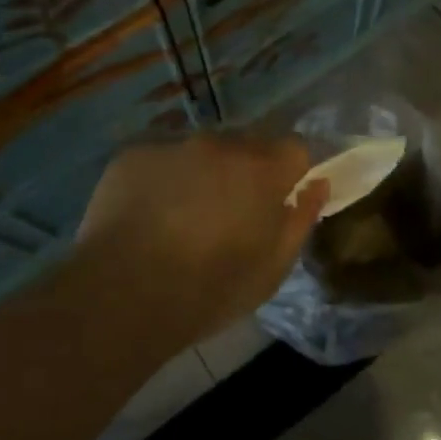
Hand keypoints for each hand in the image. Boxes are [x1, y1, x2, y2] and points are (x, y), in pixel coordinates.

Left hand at [74, 133, 328, 360]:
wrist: (122, 295)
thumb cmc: (209, 291)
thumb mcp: (272, 269)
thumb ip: (301, 219)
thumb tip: (317, 185)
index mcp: (262, 170)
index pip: (296, 147)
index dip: (292, 172)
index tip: (281, 199)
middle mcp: (220, 144)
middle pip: (248, 145)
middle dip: (247, 171)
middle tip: (230, 213)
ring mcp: (173, 145)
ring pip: (201, 151)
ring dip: (204, 173)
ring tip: (183, 216)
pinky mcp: (133, 154)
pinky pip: (161, 159)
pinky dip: (163, 179)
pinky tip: (148, 215)